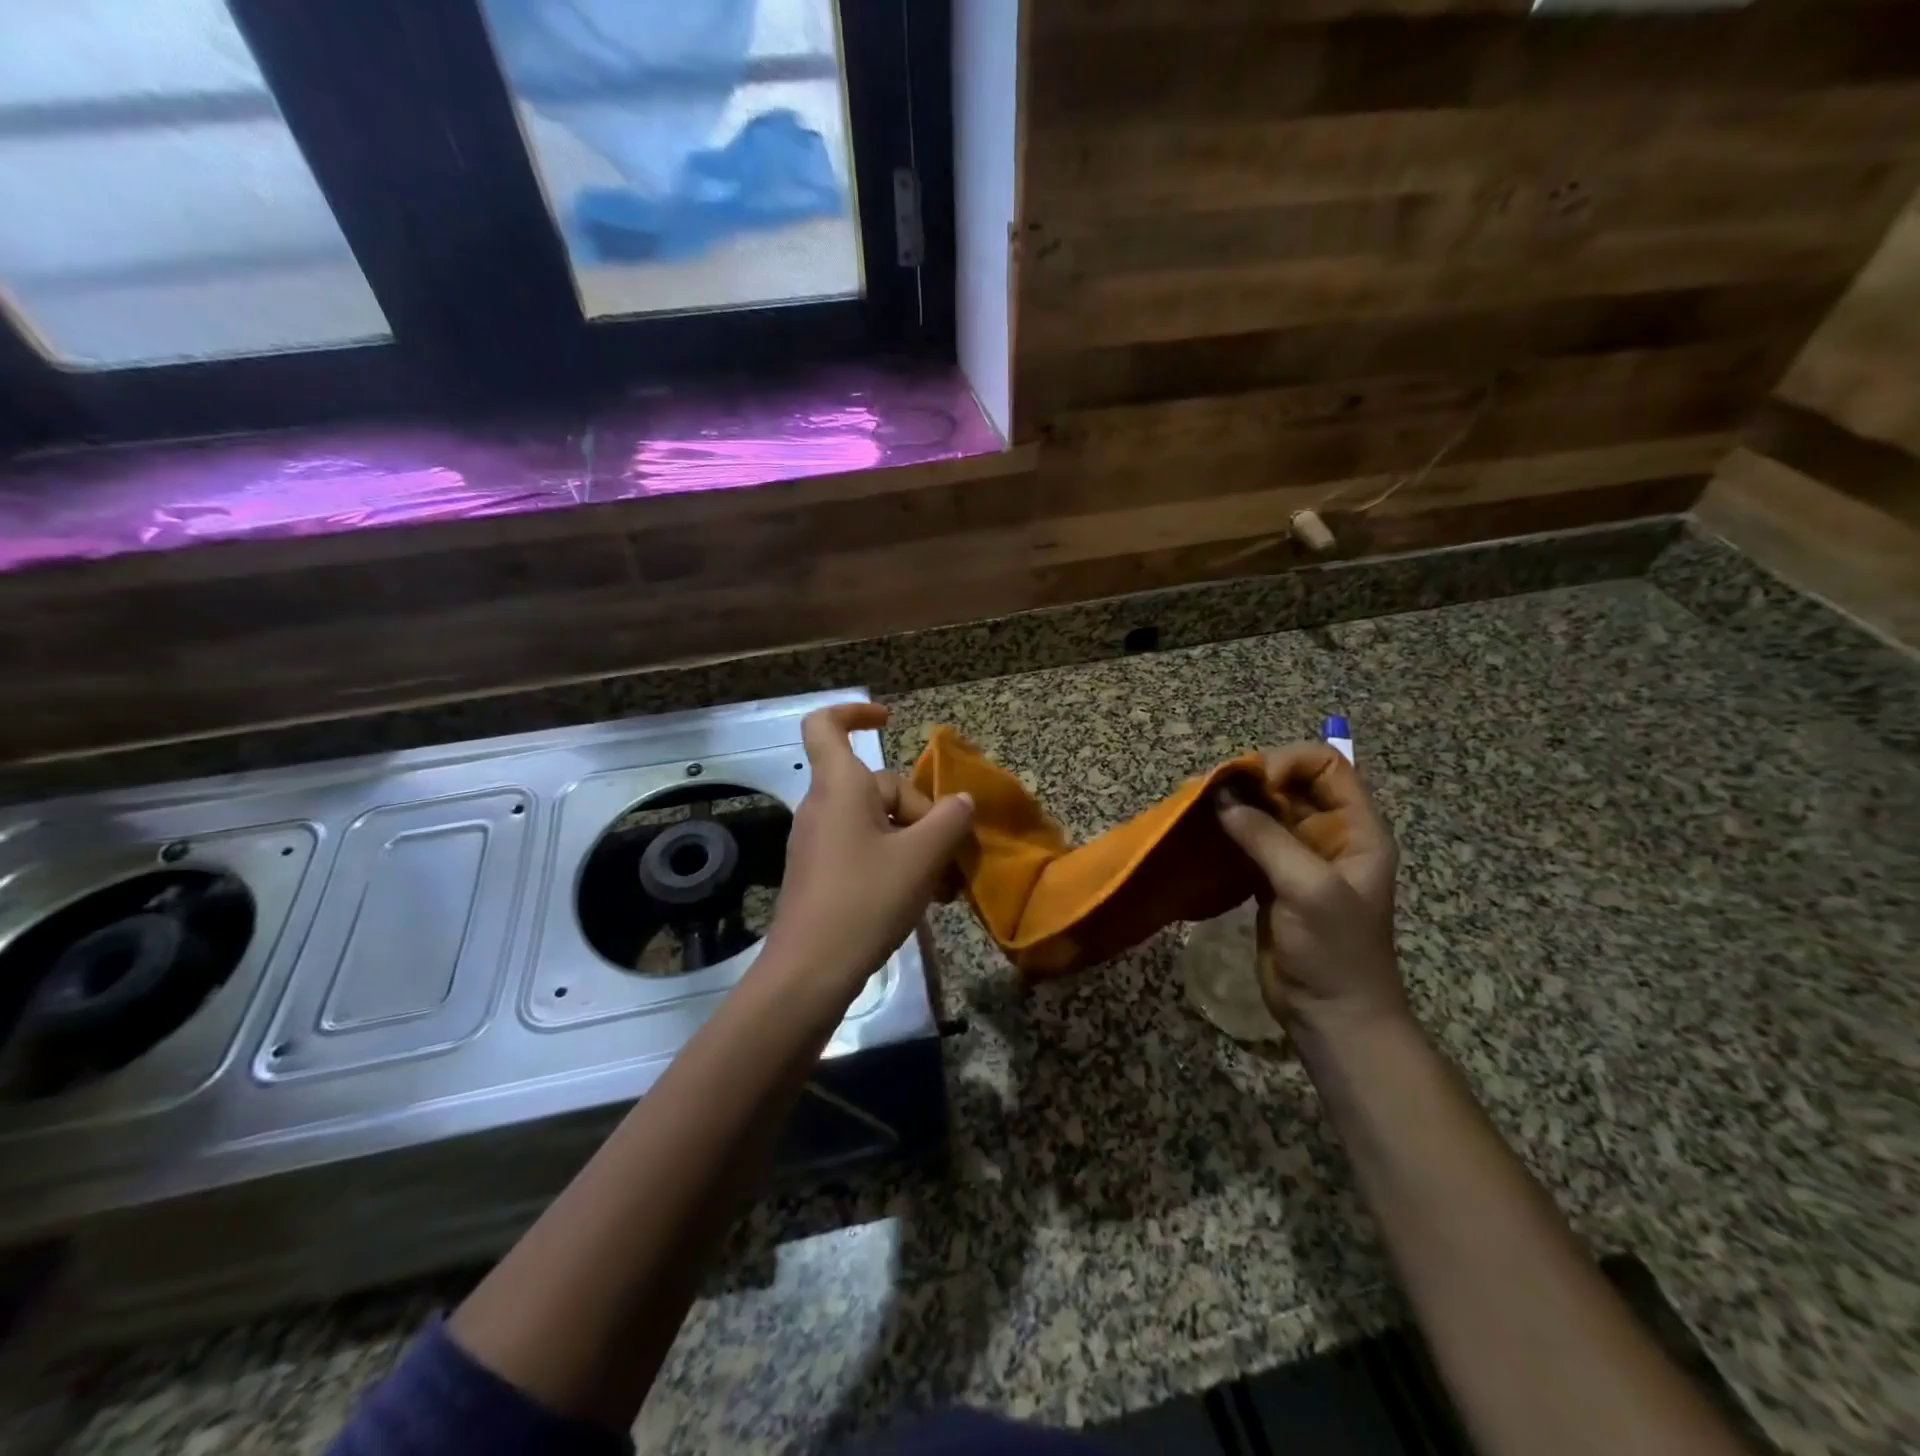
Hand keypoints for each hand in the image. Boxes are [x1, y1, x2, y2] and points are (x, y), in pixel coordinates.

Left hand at [761, 704, 973, 992]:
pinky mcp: (822, 874)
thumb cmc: (864, 900)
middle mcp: (824, 807)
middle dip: (921, 813)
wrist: (809, 972)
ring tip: (945, 885)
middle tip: (950, 856)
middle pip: (879, 786)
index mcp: (840, 787)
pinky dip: (896, 863)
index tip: (890, 721)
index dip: (856, 712)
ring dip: (915, 844)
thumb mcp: (921, 858)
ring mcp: (820, 842)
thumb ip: (949, 821)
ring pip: (878, 824)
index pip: (826, 725)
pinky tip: (923, 897)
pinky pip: (865, 850)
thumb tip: (961, 802)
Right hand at [1212, 744, 1405, 1044]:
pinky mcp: (1272, 880)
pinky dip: (1226, 831)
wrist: (1332, 1016)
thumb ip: (1267, 838)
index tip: (1253, 783)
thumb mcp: (1308, 888)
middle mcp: (1329, 835)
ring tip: (1197, 806)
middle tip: (1211, 790)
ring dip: (1234, 804)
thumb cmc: (1334, 951)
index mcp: (1357, 829)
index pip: (1327, 765)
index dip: (1289, 762)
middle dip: (1252, 780)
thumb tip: (1220, 797)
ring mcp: (1299, 858)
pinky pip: (1249, 840)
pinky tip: (1201, 832)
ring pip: (1265, 811)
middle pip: (1291, 783)